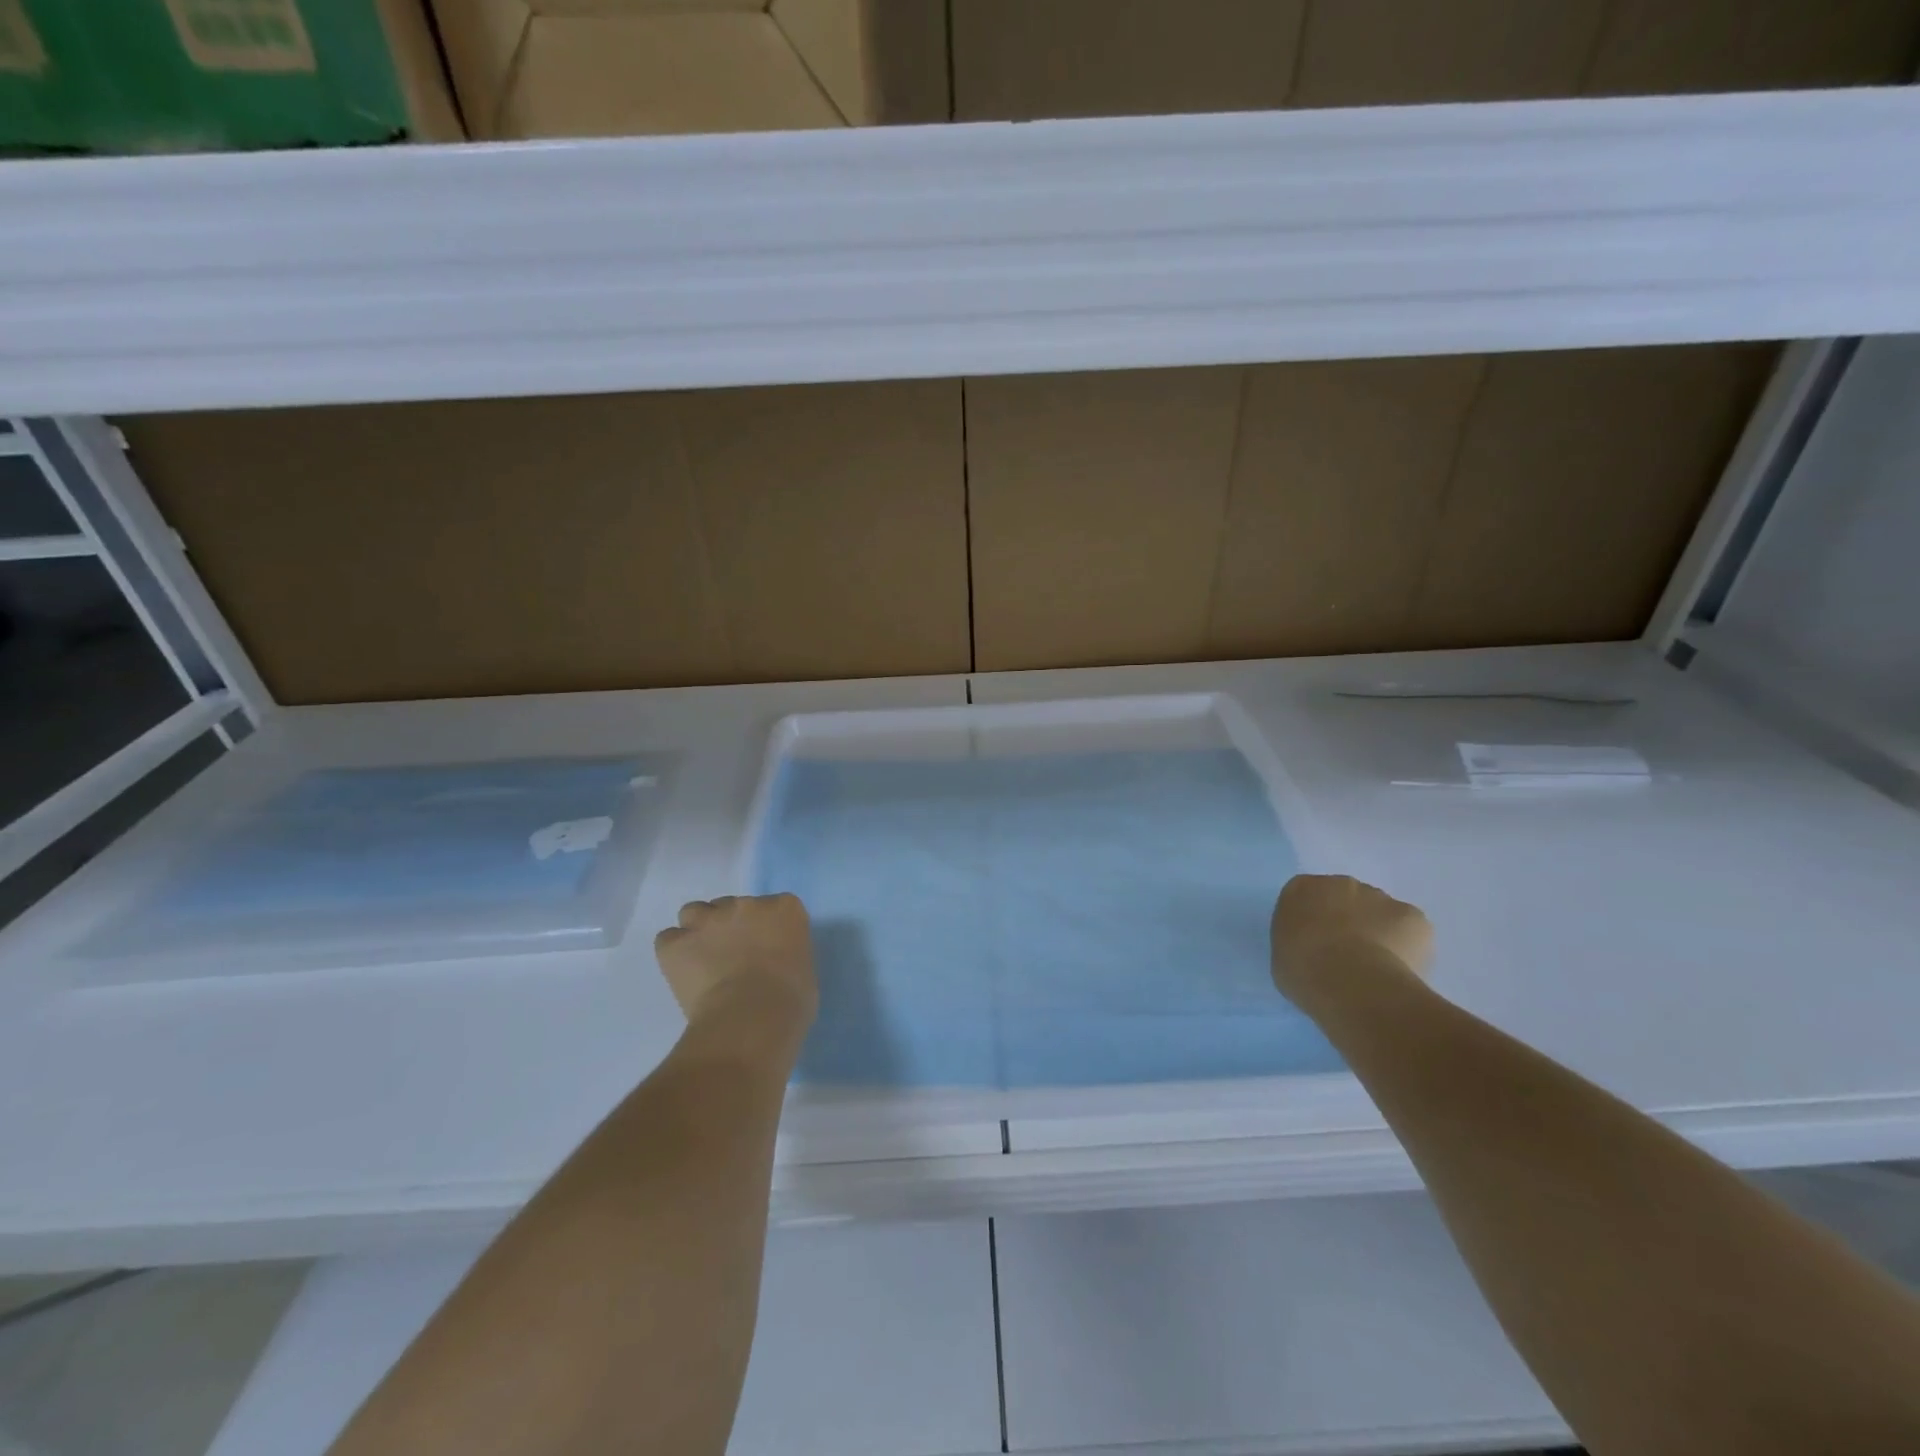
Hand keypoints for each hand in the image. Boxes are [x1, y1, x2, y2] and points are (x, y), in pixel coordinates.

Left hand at [655, 894, 817, 1034]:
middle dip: (730, 927)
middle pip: (732, 906)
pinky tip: (682, 973)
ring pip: (694, 912)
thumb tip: (771, 966)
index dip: (766, 929)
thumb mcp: (802, 970)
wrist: (751, 1017)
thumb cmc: (791, 1000)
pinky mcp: (676, 943)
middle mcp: (745, 904)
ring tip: (701, 960)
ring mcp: (708, 920)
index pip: (774, 907)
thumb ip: (785, 955)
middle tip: (732, 957)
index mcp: (784, 909)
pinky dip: (673, 953)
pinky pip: (668, 940)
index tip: (766, 951)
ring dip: (698, 930)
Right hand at [1270, 874, 1432, 1002]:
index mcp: (1301, 889)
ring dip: (1379, 933)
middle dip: (1349, 922)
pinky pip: (1410, 931)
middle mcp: (1341, 883)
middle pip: (1347, 900)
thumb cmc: (1303, 970)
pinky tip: (1398, 972)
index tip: (1317, 945)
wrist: (1351, 984)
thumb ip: (1298, 941)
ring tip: (1376, 971)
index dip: (1315, 921)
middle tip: (1348, 958)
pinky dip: (1408, 948)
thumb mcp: (1283, 956)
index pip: (1307, 898)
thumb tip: (1315, 948)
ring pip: (1381, 914)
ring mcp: (1380, 897)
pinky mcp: (1414, 916)